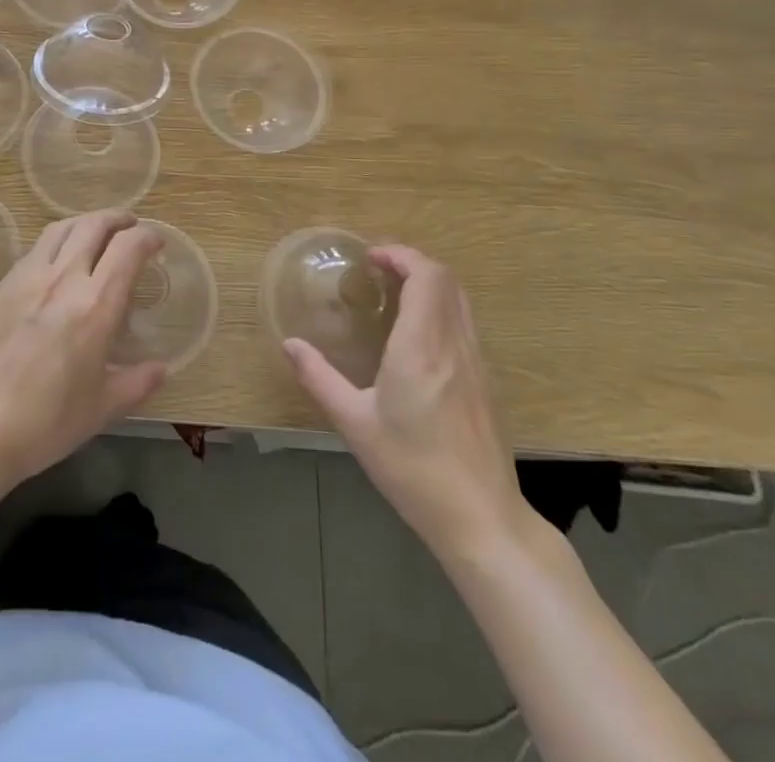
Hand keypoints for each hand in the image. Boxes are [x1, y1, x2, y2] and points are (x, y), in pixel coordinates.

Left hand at [0, 211, 166, 491]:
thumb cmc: (44, 422)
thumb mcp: (101, 409)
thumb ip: (136, 384)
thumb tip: (160, 370)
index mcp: (95, 305)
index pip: (128, 248)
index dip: (147, 237)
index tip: (156, 242)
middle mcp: (63, 279)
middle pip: (93, 225)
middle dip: (117, 218)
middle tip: (129, 226)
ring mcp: (26, 278)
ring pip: (60, 228)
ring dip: (84, 223)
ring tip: (94, 234)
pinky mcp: (0, 287)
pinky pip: (34, 250)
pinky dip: (56, 244)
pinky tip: (55, 264)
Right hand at [284, 246, 530, 562]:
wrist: (482, 519)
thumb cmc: (413, 469)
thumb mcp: (355, 424)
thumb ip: (320, 379)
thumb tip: (290, 345)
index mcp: (421, 347)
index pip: (426, 276)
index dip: (402, 255)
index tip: (372, 257)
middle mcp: (453, 344)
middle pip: (445, 279)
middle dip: (413, 263)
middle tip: (378, 269)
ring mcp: (475, 362)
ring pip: (459, 299)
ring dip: (429, 283)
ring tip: (394, 292)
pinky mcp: (485, 381)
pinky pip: (464, 322)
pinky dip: (440, 306)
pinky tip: (416, 332)